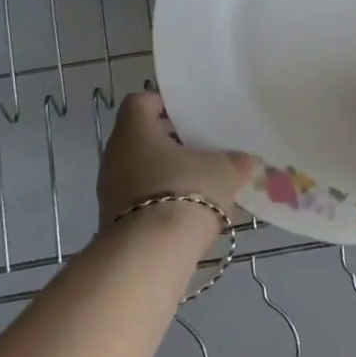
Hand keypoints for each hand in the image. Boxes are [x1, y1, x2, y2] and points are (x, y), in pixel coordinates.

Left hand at [96, 90, 254, 226]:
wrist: (152, 255)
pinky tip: (190, 210)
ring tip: (201, 181)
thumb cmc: (186, 190)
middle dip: (170, 142)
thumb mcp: (224, 169)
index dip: (164, 104)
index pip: (142, 102)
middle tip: (202, 147)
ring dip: (167, 173)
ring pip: (141, 170)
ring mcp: (110, 191)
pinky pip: (141, 200)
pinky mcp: (115, 223)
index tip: (190, 114)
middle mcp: (115, 155)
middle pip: (141, 137)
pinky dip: (162, 200)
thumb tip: (244, 160)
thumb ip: (235, 160)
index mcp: (134, 129)